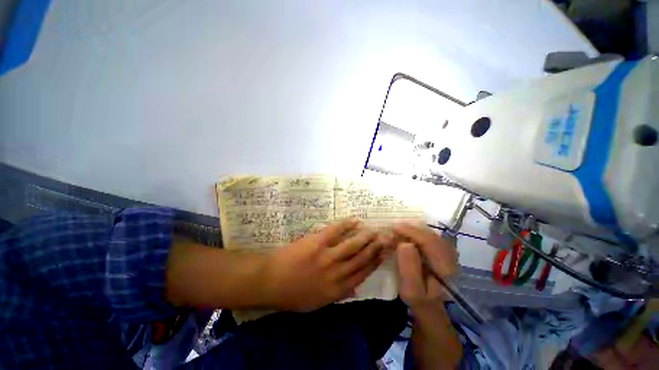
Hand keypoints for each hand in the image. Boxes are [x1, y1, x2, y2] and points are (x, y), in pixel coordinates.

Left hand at [264, 219, 389, 311]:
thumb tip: (355, 288)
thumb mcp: (316, 303)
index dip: (374, 263)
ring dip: (365, 237)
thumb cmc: (292, 295)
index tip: (383, 255)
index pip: (362, 274)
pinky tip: (355, 220)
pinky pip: (336, 231)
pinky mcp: (317, 242)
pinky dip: (347, 225)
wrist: (270, 282)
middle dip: (375, 248)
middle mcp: (336, 273)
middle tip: (384, 239)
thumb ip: (338, 295)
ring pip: (353, 245)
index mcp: (336, 290)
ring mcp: (327, 256)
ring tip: (374, 230)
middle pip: (361, 259)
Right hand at [393, 223, 457, 309]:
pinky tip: (411, 236)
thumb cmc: (421, 304)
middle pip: (432, 236)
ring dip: (416, 231)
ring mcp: (450, 258)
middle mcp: (451, 260)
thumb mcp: (412, 292)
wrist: (434, 313)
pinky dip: (421, 235)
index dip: (411, 232)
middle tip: (396, 228)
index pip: (429, 242)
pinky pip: (433, 240)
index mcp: (445, 269)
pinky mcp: (445, 258)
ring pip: (434, 237)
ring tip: (402, 230)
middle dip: (413, 229)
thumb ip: (409, 269)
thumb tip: (404, 243)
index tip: (394, 228)